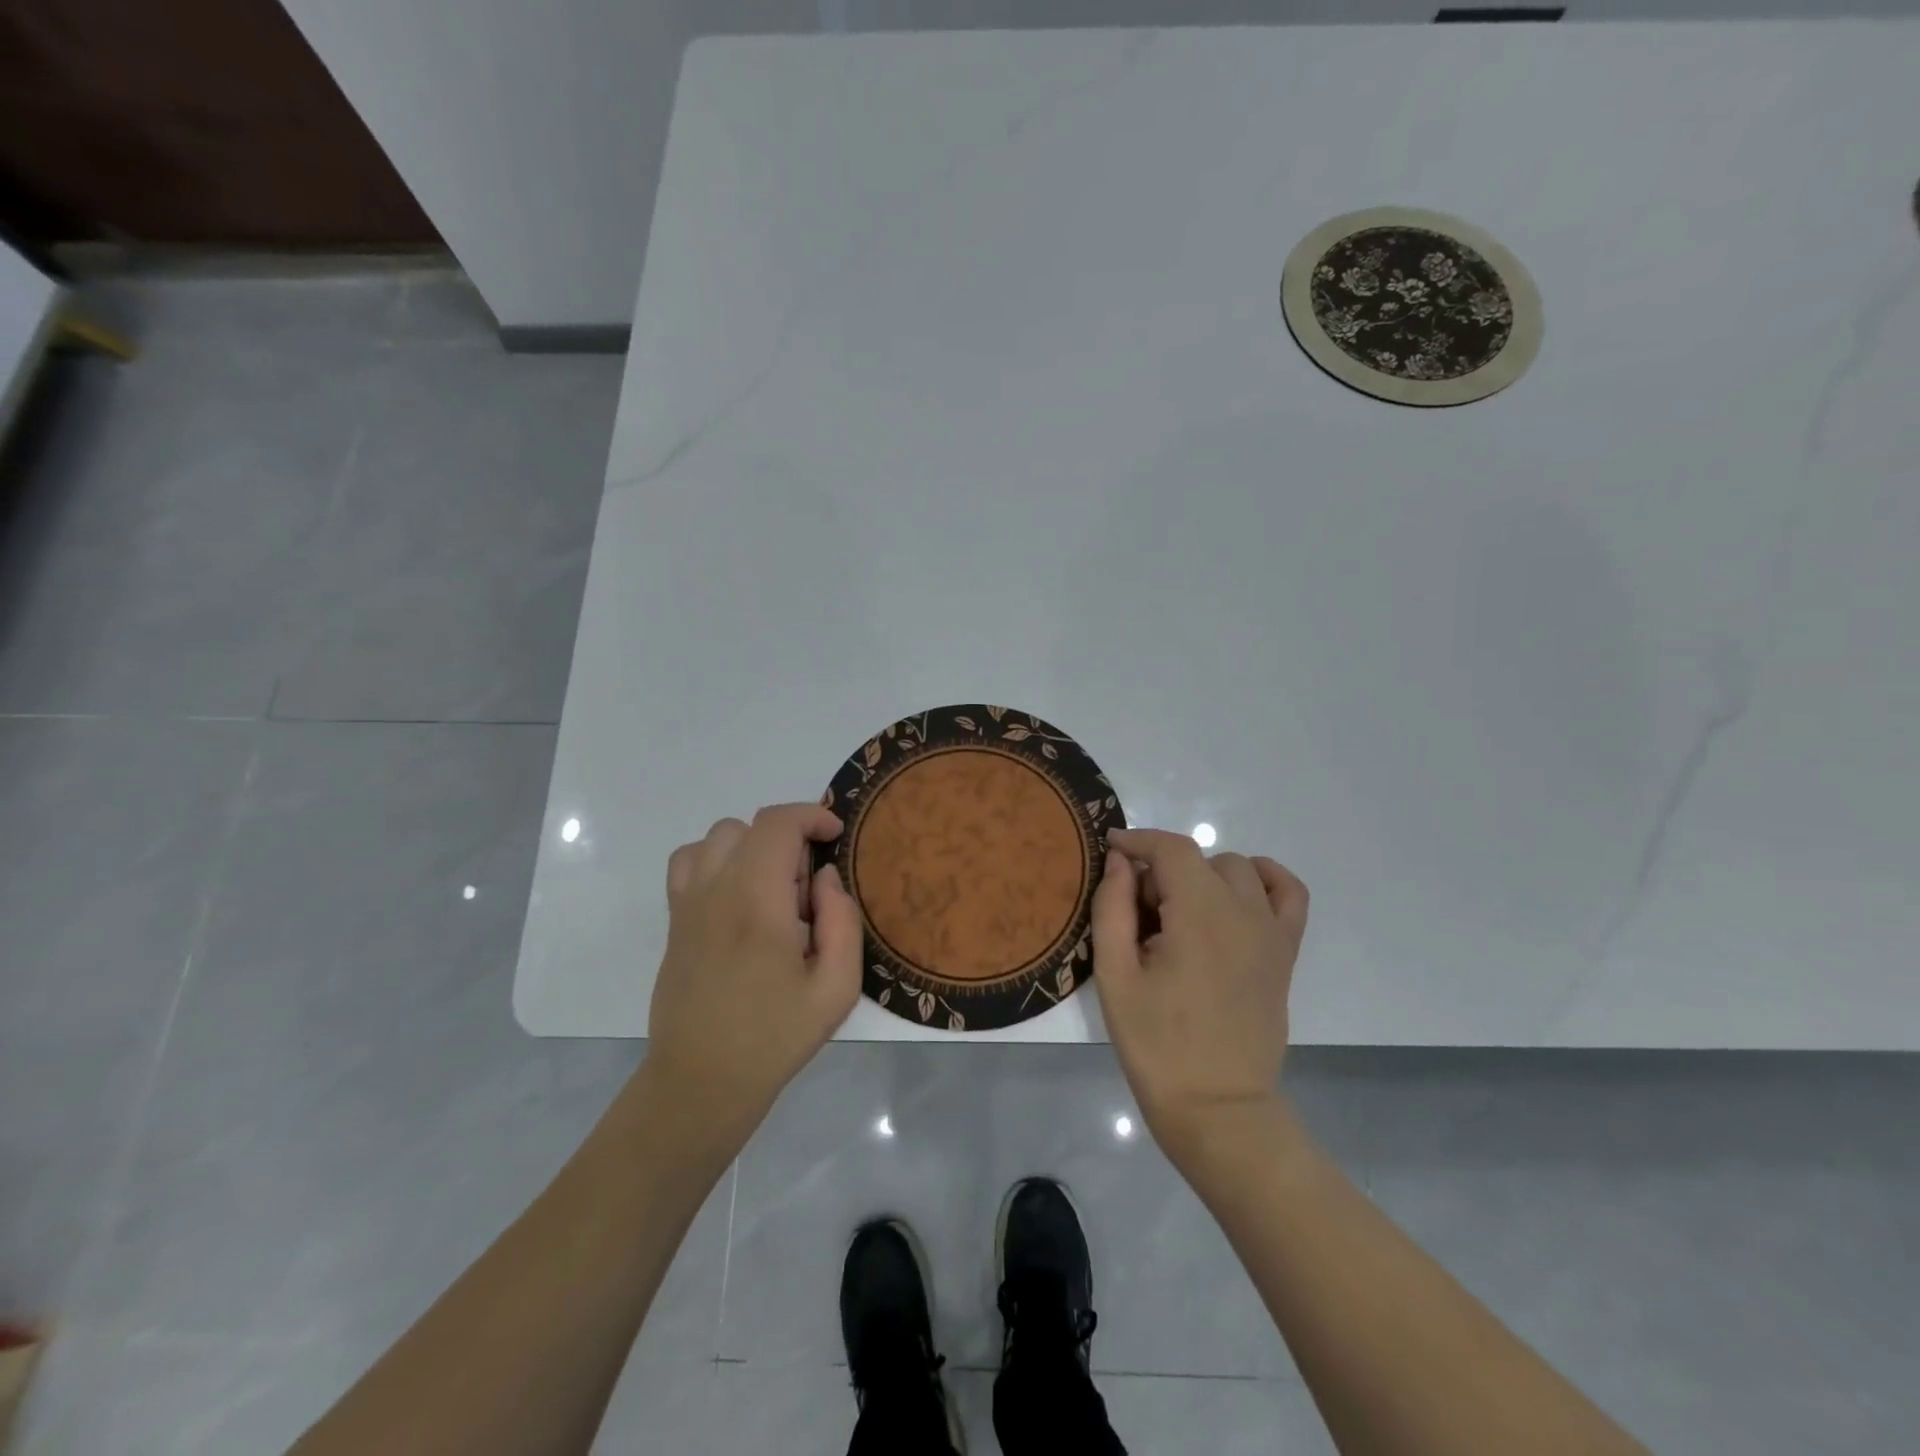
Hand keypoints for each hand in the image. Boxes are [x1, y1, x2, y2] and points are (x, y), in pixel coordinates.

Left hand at [646, 803, 861, 1146]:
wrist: (700, 1082)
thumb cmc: (774, 1038)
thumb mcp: (836, 989)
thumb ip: (842, 921)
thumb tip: (825, 877)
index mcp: (756, 902)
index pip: (778, 824)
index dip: (812, 816)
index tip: (836, 836)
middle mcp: (715, 890)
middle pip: (750, 826)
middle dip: (789, 839)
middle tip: (808, 889)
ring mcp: (686, 903)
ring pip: (717, 837)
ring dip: (753, 846)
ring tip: (773, 890)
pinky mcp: (674, 921)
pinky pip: (689, 861)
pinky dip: (717, 859)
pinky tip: (738, 895)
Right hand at [1091, 828, 1308, 1168]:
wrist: (1218, 1109)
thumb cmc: (1157, 1046)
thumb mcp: (1115, 977)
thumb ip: (1112, 909)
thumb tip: (1119, 861)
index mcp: (1199, 916)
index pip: (1171, 849)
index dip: (1137, 841)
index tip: (1110, 849)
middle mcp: (1243, 913)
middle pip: (1200, 859)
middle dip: (1162, 869)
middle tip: (1137, 911)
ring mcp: (1271, 932)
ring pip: (1238, 870)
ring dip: (1203, 875)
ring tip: (1180, 912)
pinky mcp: (1285, 953)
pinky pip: (1289, 893)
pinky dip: (1266, 878)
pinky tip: (1237, 895)